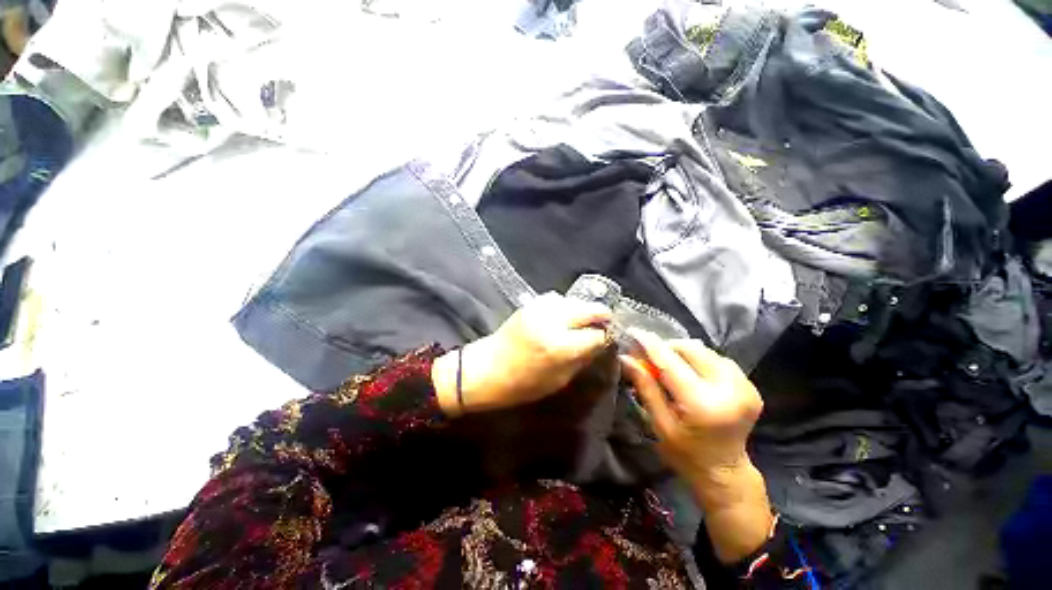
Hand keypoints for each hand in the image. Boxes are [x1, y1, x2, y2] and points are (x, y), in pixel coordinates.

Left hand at [433, 292, 610, 415]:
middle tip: (605, 324)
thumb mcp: (559, 379)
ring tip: (583, 320)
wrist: (485, 369)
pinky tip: (563, 316)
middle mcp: (553, 321)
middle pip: (590, 309)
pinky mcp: (530, 304)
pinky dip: (565, 306)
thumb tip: (600, 342)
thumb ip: (582, 358)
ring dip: (583, 309)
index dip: (606, 336)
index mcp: (561, 346)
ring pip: (574, 300)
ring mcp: (540, 309)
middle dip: (602, 315)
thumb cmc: (522, 384)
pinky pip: (557, 298)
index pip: (597, 334)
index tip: (610, 338)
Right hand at [620, 331, 772, 562]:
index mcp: (703, 404)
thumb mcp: (659, 423)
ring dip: (682, 352)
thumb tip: (626, 357)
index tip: (632, 332)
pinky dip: (698, 359)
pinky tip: (689, 371)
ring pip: (704, 350)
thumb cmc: (686, 453)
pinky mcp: (750, 385)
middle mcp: (729, 389)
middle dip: (666, 347)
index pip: (670, 362)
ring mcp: (744, 386)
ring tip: (668, 365)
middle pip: (691, 348)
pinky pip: (717, 358)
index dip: (649, 343)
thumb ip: (645, 386)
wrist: (725, 472)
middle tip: (649, 355)